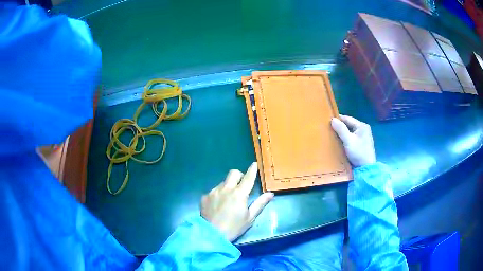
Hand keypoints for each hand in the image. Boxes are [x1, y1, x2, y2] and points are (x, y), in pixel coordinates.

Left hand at [201, 162, 273, 241]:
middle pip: (233, 173)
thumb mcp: (250, 217)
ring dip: (228, 186)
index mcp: (239, 194)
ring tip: (228, 199)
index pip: (248, 178)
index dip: (252, 170)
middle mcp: (226, 189)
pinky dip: (218, 194)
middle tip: (241, 185)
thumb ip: (260, 204)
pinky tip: (218, 205)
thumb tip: (270, 194)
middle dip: (239, 175)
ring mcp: (213, 192)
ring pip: (223, 182)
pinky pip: (213, 191)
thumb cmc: (234, 227)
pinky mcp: (205, 197)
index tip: (254, 164)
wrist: (212, 235)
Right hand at [331, 115, 375, 166]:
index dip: (338, 119)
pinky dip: (346, 138)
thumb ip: (341, 129)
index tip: (328, 120)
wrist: (366, 168)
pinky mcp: (362, 143)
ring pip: (350, 131)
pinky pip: (352, 137)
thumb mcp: (348, 140)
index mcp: (362, 126)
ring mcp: (363, 136)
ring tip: (332, 134)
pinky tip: (340, 141)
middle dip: (340, 126)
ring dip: (342, 132)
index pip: (348, 118)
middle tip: (329, 128)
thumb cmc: (358, 152)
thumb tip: (333, 119)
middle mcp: (364, 129)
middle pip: (349, 125)